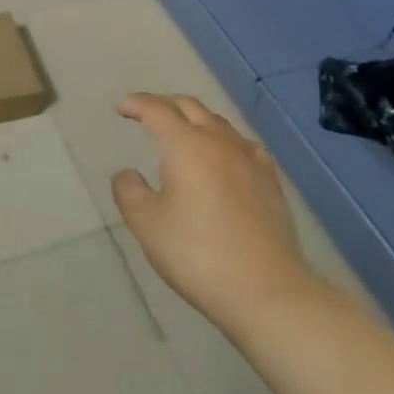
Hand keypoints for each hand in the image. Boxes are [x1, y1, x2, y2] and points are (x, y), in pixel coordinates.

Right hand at [113, 94, 313, 332]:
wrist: (266, 290)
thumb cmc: (197, 253)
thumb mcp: (147, 225)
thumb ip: (129, 192)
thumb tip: (127, 173)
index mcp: (185, 144)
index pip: (157, 110)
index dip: (138, 103)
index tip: (123, 107)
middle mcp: (218, 141)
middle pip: (190, 107)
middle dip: (165, 104)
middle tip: (147, 113)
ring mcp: (249, 158)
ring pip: (218, 123)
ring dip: (195, 119)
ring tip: (182, 132)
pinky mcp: (270, 180)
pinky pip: (242, 145)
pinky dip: (224, 140)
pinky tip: (225, 156)